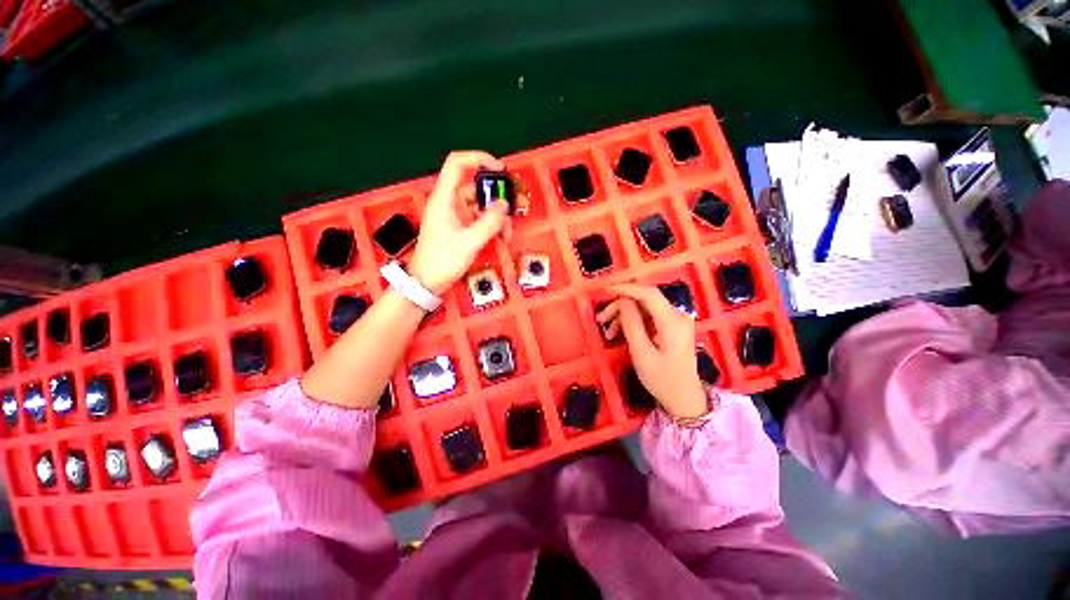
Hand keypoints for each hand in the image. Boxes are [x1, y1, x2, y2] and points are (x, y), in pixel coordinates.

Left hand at [408, 151, 509, 294]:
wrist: (428, 282)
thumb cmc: (443, 260)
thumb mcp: (469, 242)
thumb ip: (489, 222)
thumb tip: (504, 205)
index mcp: (445, 198)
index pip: (457, 164)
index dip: (478, 159)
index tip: (500, 169)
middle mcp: (451, 203)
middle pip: (477, 188)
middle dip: (498, 197)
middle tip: (518, 205)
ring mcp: (457, 216)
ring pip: (482, 207)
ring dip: (498, 218)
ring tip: (507, 234)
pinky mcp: (461, 228)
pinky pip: (480, 220)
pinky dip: (492, 226)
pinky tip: (501, 238)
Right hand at [596, 284, 707, 419]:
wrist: (684, 398)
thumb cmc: (662, 379)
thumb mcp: (642, 353)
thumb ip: (632, 324)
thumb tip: (622, 301)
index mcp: (672, 321)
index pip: (648, 294)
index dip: (626, 289)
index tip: (605, 291)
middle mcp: (677, 315)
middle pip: (644, 300)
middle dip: (620, 306)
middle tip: (601, 320)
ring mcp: (676, 320)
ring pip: (644, 308)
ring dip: (624, 316)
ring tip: (608, 332)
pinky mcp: (672, 326)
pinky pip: (648, 316)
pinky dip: (633, 322)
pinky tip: (620, 333)